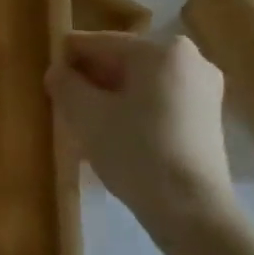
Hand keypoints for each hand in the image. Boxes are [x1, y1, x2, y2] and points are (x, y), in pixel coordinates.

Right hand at [46, 32, 236, 239]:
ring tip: (85, 122)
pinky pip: (159, 100)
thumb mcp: (87, 115)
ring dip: (111, 96)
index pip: (100, 43)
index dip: (67, 57)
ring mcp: (203, 89)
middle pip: (123, 61)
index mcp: (161, 50)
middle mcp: (189, 58)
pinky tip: (114, 134)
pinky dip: (135, 110)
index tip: (46, 76)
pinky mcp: (207, 117)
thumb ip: (65, 84)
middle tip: (63, 102)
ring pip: (141, 83)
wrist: (192, 211)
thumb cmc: (137, 152)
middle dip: (92, 79)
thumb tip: (56, 70)